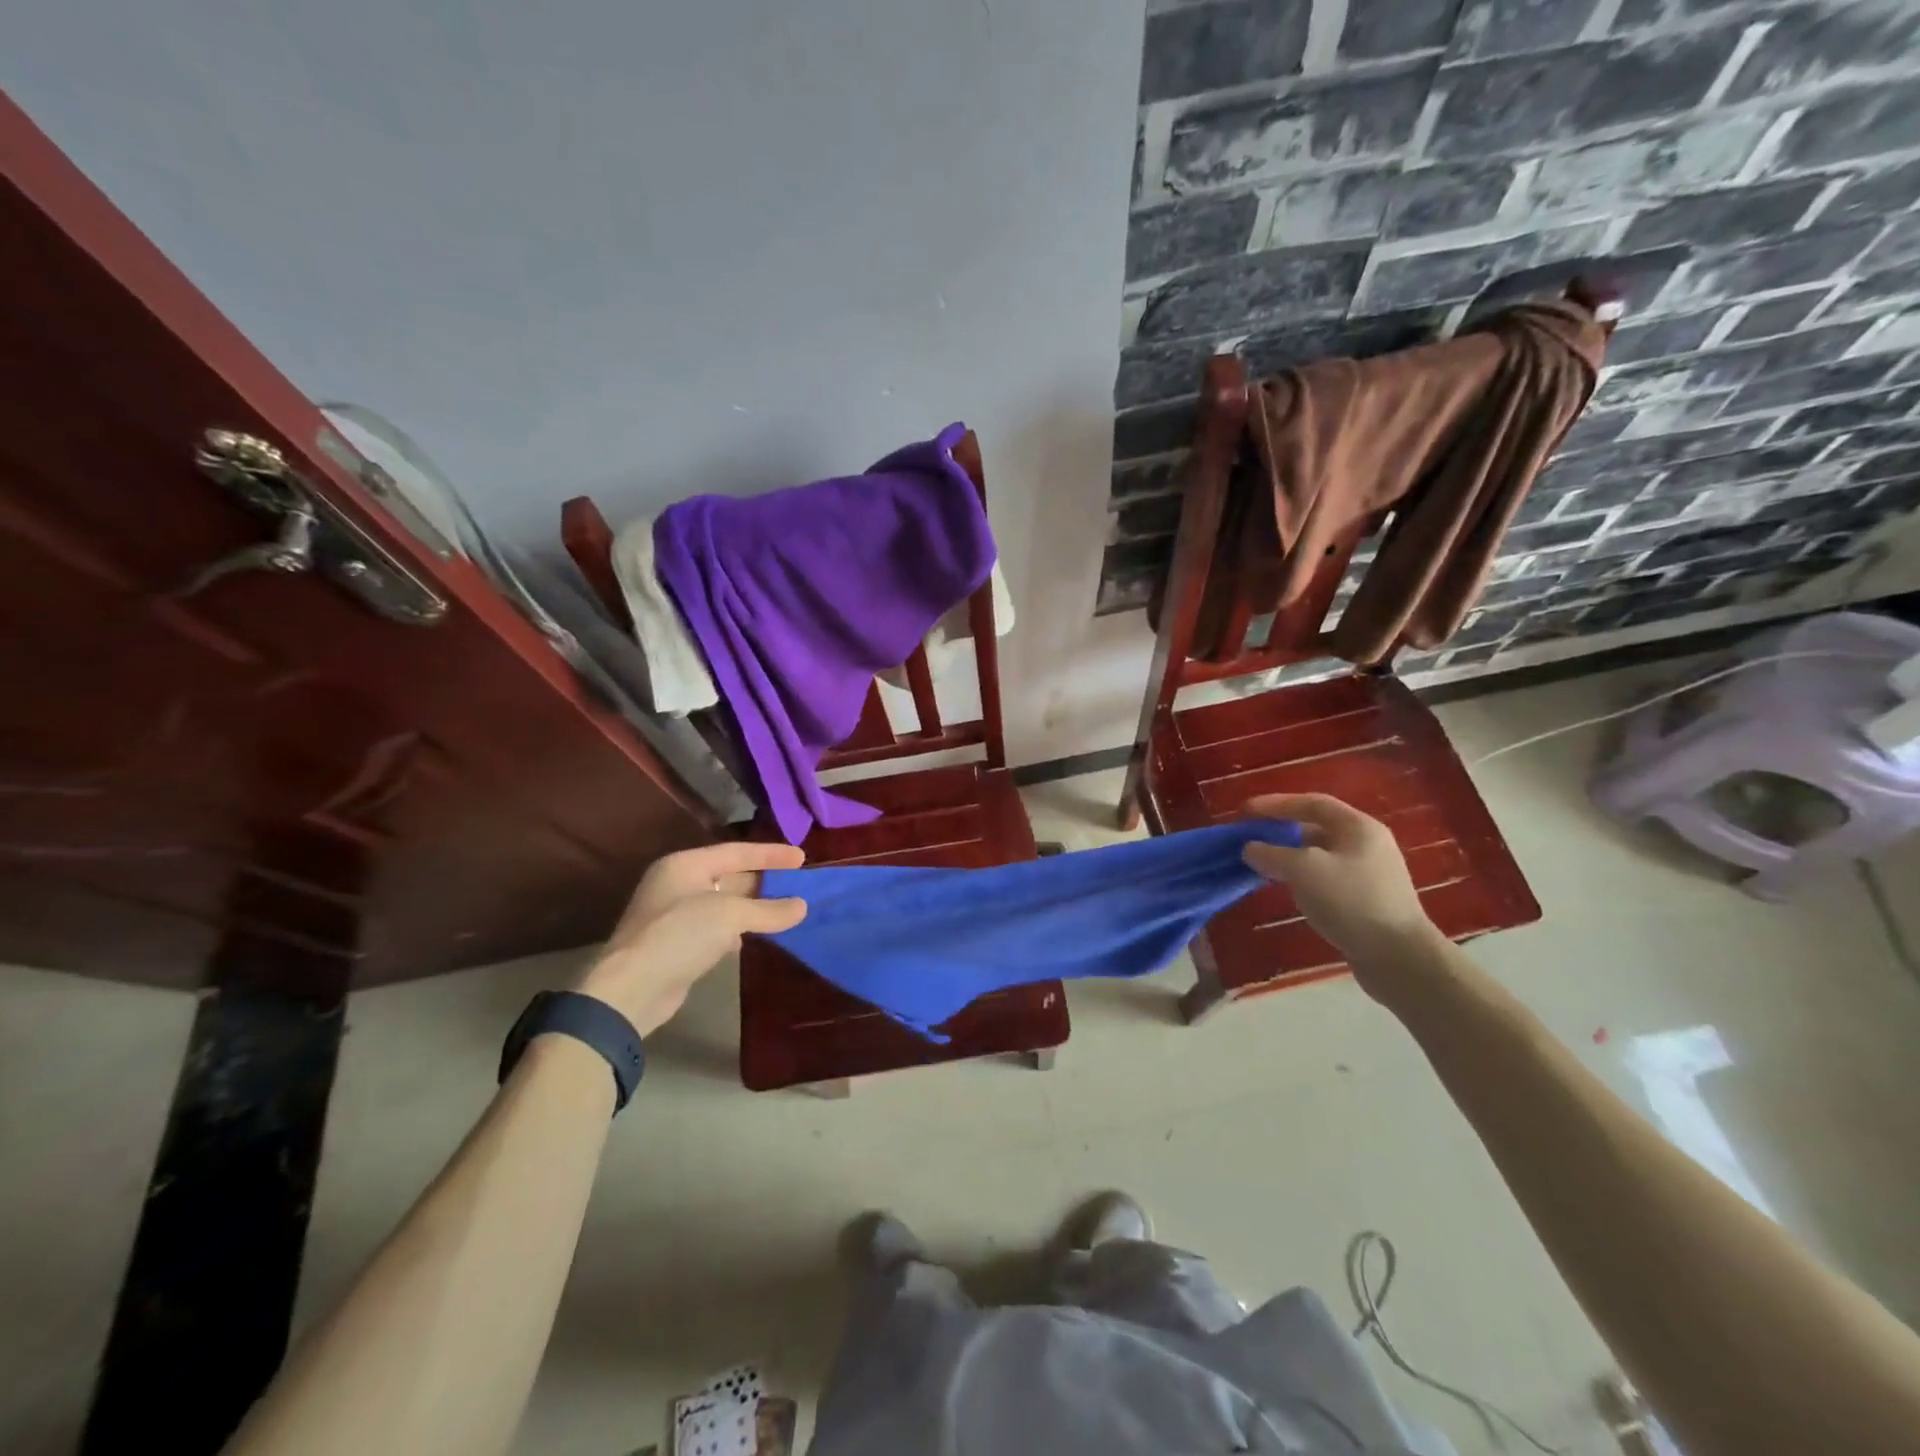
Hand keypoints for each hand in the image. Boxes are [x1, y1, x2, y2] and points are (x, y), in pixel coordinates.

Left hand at [575, 841, 807, 1034]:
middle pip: (730, 876)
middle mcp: (678, 884)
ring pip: (724, 904)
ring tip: (785, 910)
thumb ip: (769, 910)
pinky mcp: (676, 944)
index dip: (770, 854)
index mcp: (685, 865)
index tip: (802, 857)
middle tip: (797, 884)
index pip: (736, 851)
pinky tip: (753, 938)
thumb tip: (802, 906)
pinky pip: (715, 928)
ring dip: (753, 907)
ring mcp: (674, 915)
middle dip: (763, 881)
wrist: (632, 989)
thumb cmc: (680, 935)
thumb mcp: (730, 916)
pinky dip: (737, 930)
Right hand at [1240, 794, 1437, 988]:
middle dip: (1281, 832)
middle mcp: (1366, 845)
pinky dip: (1301, 878)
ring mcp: (1368, 874)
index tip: (1245, 811)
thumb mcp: (1304, 870)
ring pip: (1319, 856)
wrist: (1399, 957)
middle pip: (1316, 828)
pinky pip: (1325, 879)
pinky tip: (1285, 889)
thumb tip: (1250, 848)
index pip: (1312, 803)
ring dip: (1289, 857)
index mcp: (1358, 827)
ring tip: (1260, 865)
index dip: (1276, 804)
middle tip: (1250, 839)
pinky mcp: (1365, 901)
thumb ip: (1272, 853)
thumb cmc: (1351, 901)